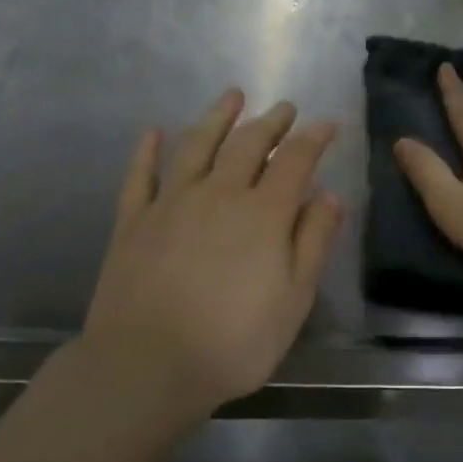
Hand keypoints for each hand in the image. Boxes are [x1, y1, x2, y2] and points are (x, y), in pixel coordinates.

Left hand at [81, 90, 343, 408]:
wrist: (146, 365)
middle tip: (285, 108)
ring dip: (218, 117)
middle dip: (271, 122)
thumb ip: (313, 242)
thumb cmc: (233, 341)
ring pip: (198, 145)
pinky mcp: (133, 220)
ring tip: (233, 96)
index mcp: (263, 213)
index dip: (314, 138)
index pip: (295, 160)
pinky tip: (154, 133)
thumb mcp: (294, 300)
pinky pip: (141, 174)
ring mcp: (171, 202)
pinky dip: (148, 150)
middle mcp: (219, 193)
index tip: (328, 124)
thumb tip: (329, 195)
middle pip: (248, 144)